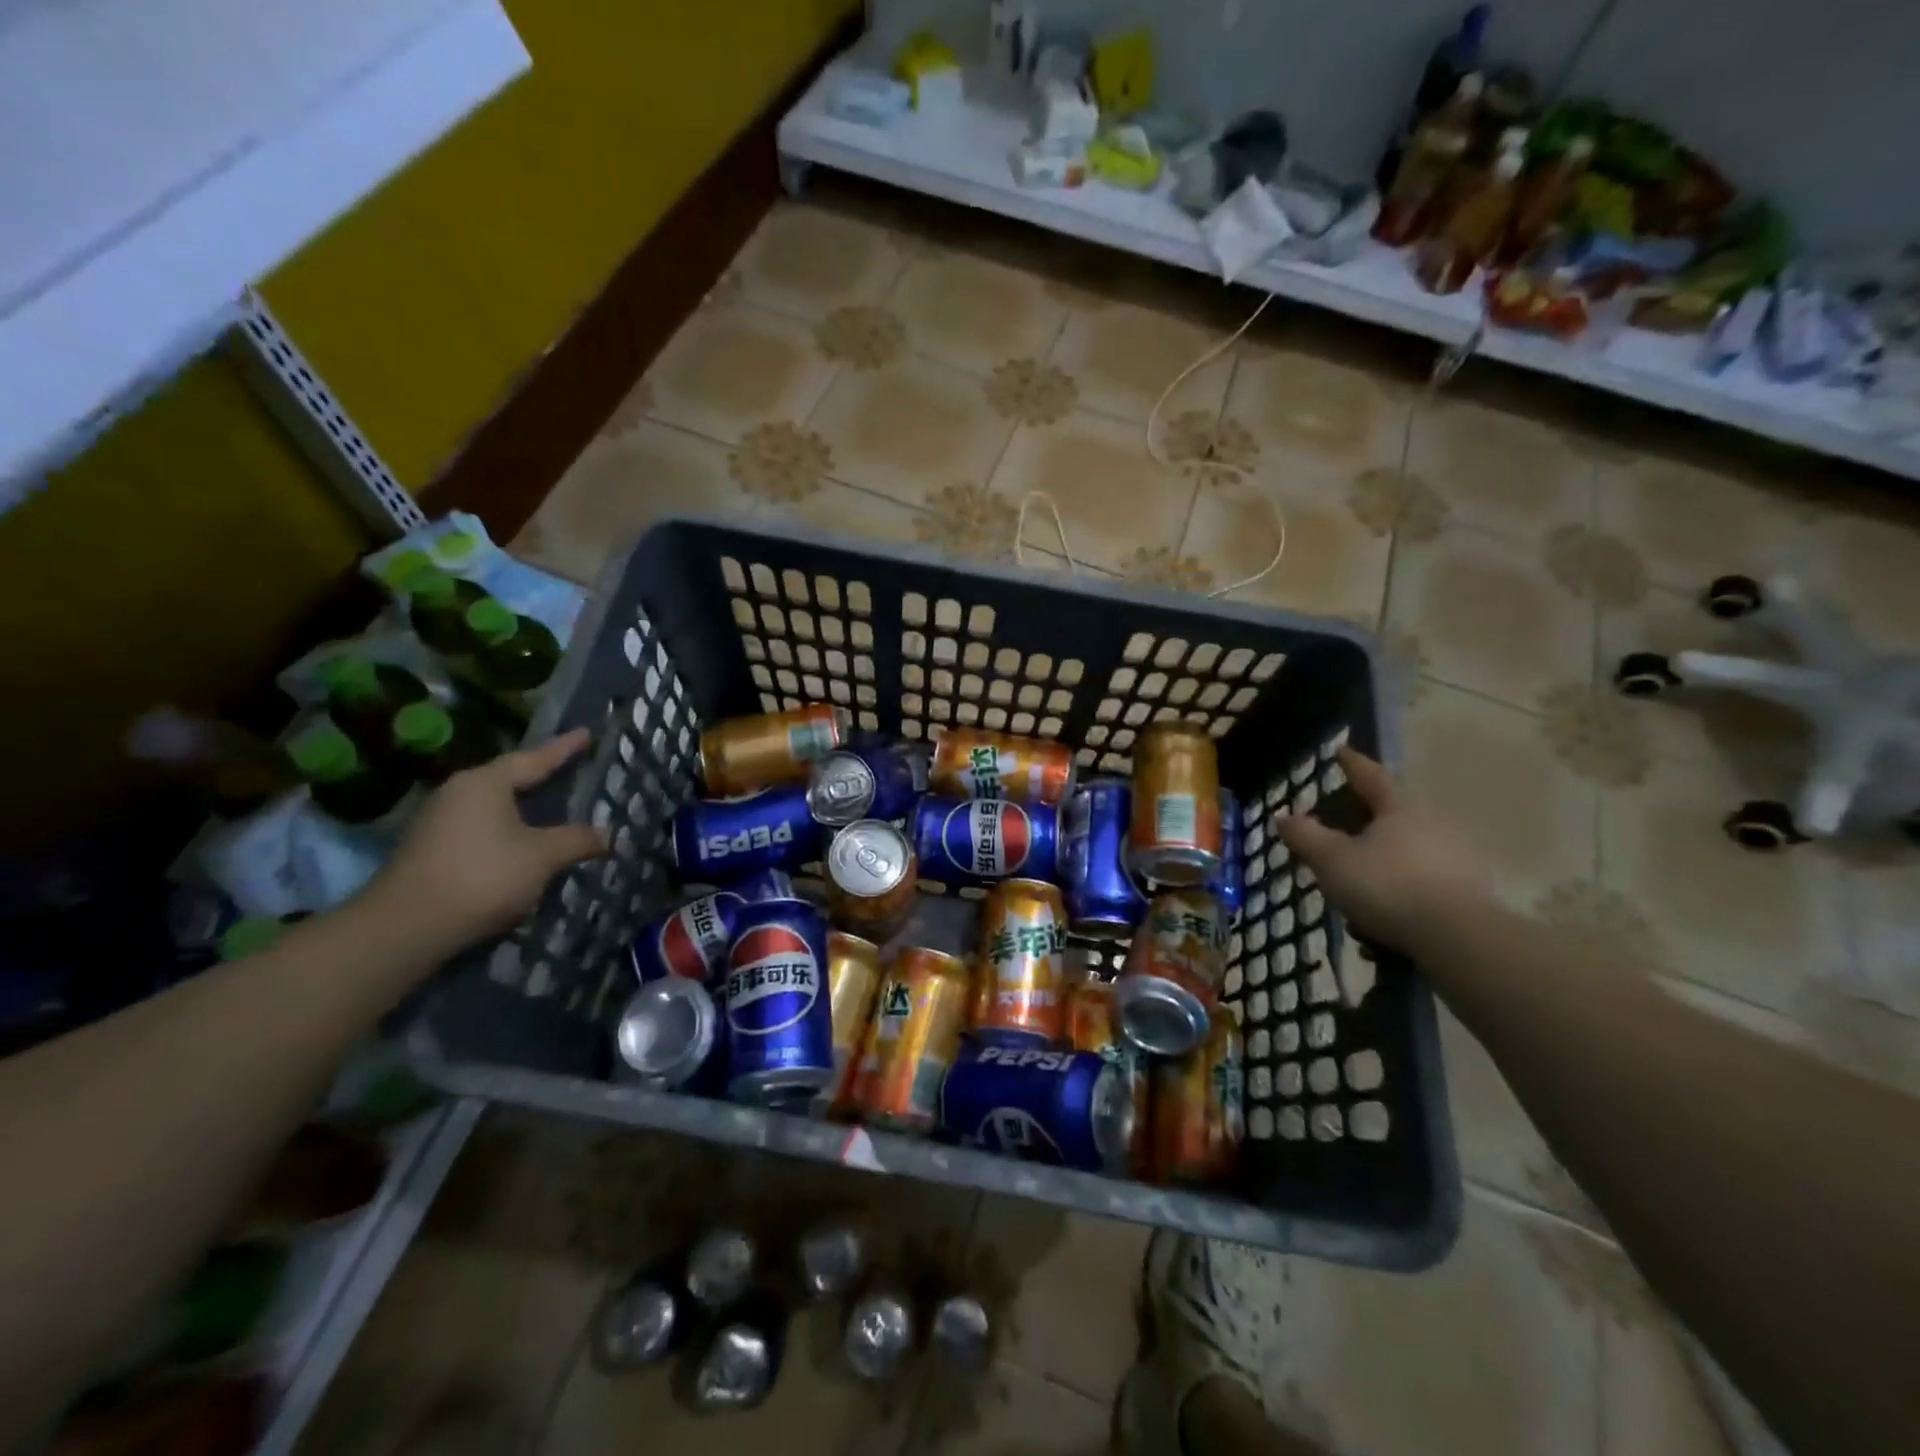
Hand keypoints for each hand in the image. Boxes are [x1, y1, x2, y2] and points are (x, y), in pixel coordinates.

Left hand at [370, 729, 606, 951]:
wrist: (405, 929)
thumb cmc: (483, 876)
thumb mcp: (543, 856)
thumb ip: (577, 840)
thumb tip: (607, 834)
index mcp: (485, 783)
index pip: (535, 758)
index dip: (564, 748)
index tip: (587, 732)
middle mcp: (458, 793)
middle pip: (509, 780)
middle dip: (541, 777)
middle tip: (570, 770)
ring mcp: (438, 822)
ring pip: (493, 807)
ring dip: (523, 810)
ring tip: (551, 809)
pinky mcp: (430, 851)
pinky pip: (480, 830)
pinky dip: (507, 833)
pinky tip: (522, 846)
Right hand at [1273, 747, 1490, 953]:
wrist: (1459, 939)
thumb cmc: (1388, 886)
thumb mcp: (1333, 861)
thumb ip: (1306, 836)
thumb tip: (1284, 815)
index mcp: (1399, 808)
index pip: (1371, 776)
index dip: (1352, 764)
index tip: (1341, 751)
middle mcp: (1432, 824)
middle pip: (1392, 814)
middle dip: (1365, 820)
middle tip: (1340, 828)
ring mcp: (1455, 858)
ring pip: (1406, 852)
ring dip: (1380, 864)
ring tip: (1354, 889)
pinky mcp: (1467, 893)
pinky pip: (1420, 883)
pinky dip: (1398, 893)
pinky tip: (1380, 921)